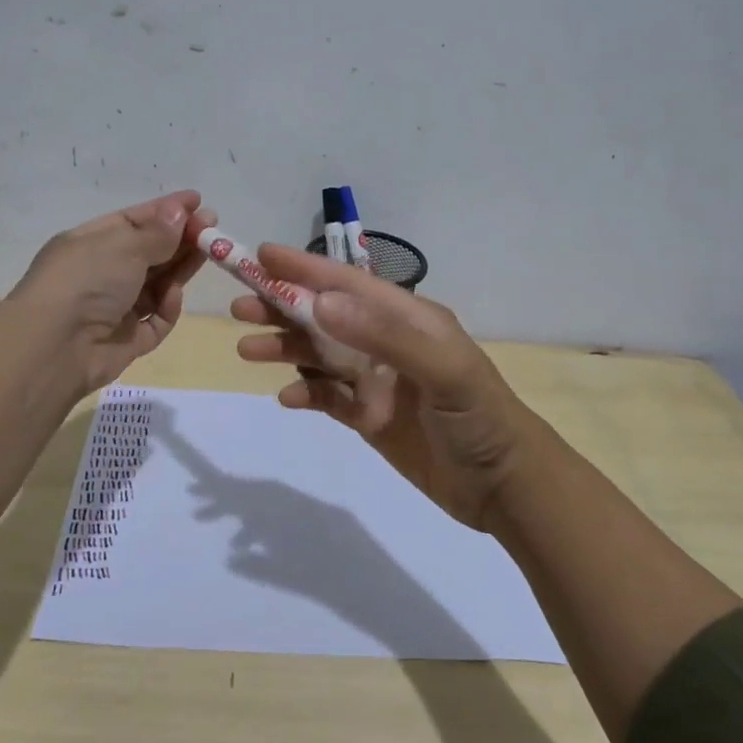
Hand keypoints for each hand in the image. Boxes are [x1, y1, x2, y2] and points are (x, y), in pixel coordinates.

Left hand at [9, 190, 216, 393]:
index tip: (198, 202)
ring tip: (209, 255)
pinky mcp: (126, 341)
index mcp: (90, 243)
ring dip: (180, 269)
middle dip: (180, 240)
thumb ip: (158, 232)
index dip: (166, 211)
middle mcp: (101, 273)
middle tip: (214, 231)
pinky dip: (166, 308)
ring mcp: (113, 308)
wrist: (55, 346)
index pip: (133, 221)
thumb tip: (179, 212)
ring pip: (156, 285)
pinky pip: (155, 320)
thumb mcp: (123, 245)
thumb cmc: (85, 281)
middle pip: (149, 252)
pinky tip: (174, 296)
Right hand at [232, 245, 533, 532]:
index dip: (305, 268)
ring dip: (285, 348)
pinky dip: (305, 394)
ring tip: (247, 349)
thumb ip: (383, 334)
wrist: (502, 486)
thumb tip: (320, 301)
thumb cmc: (478, 416)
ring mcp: (375, 380)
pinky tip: (286, 398)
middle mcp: (386, 342)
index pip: (348, 284)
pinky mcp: (368, 417)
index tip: (261, 256)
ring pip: (319, 355)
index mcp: (407, 318)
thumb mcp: (442, 368)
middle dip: (283, 307)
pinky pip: (327, 398)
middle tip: (239, 306)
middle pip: (325, 316)